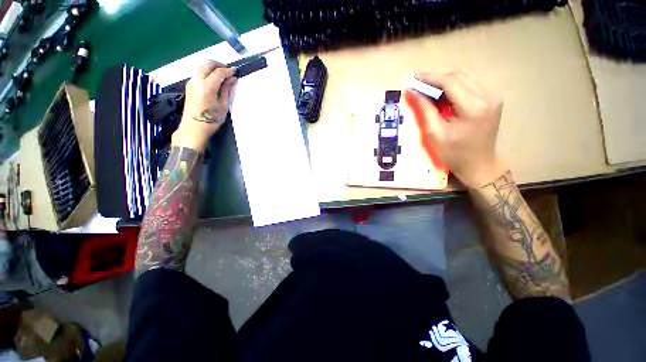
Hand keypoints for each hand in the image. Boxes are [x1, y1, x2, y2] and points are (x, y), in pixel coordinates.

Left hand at [172, 61, 236, 152]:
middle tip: (228, 71)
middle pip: (207, 64)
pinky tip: (214, 80)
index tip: (236, 71)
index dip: (228, 70)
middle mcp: (196, 80)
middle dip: (218, 65)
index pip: (218, 72)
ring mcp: (191, 82)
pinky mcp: (189, 86)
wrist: (193, 128)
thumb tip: (232, 79)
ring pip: (201, 67)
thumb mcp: (222, 106)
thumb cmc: (211, 120)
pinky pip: (198, 73)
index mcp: (206, 86)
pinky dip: (207, 72)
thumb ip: (226, 90)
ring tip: (222, 75)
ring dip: (212, 68)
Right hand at [409, 71, 505, 187]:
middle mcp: (488, 96)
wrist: (479, 163)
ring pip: (465, 77)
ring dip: (444, 80)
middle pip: (459, 76)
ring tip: (427, 87)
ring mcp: (493, 96)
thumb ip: (426, 110)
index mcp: (474, 107)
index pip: (450, 82)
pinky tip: (442, 92)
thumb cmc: (454, 153)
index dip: (430, 78)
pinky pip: (470, 84)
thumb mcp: (435, 133)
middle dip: (436, 77)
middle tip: (418, 82)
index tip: (413, 78)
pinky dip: (454, 85)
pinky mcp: (492, 98)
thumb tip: (415, 92)